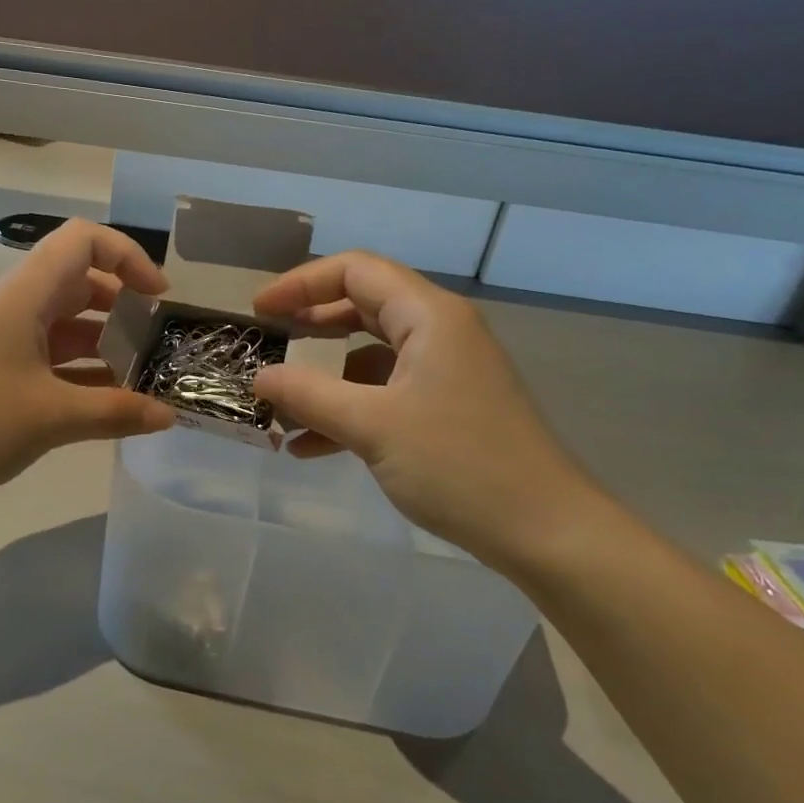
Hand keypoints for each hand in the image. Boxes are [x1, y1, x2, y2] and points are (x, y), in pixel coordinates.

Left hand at [0, 220, 176, 505]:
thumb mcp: (51, 417)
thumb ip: (116, 412)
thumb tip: (169, 415)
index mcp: (25, 296)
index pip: (82, 241)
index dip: (127, 256)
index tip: (158, 297)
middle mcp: (16, 306)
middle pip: (79, 281)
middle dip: (124, 304)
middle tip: (158, 340)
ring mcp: (5, 338)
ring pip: (67, 322)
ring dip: (105, 341)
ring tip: (143, 375)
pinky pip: (52, 355)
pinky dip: (83, 369)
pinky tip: (109, 400)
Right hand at [252, 252, 617, 572]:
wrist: (544, 531)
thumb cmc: (459, 466)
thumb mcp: (372, 427)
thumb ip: (309, 395)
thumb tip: (259, 378)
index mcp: (429, 316)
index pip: (355, 271)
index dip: (301, 283)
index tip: (259, 310)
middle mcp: (438, 332)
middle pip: (362, 307)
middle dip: (309, 326)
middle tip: (265, 344)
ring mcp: (444, 371)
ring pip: (369, 355)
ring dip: (323, 378)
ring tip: (278, 407)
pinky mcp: (446, 407)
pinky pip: (384, 393)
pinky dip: (347, 410)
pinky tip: (309, 446)